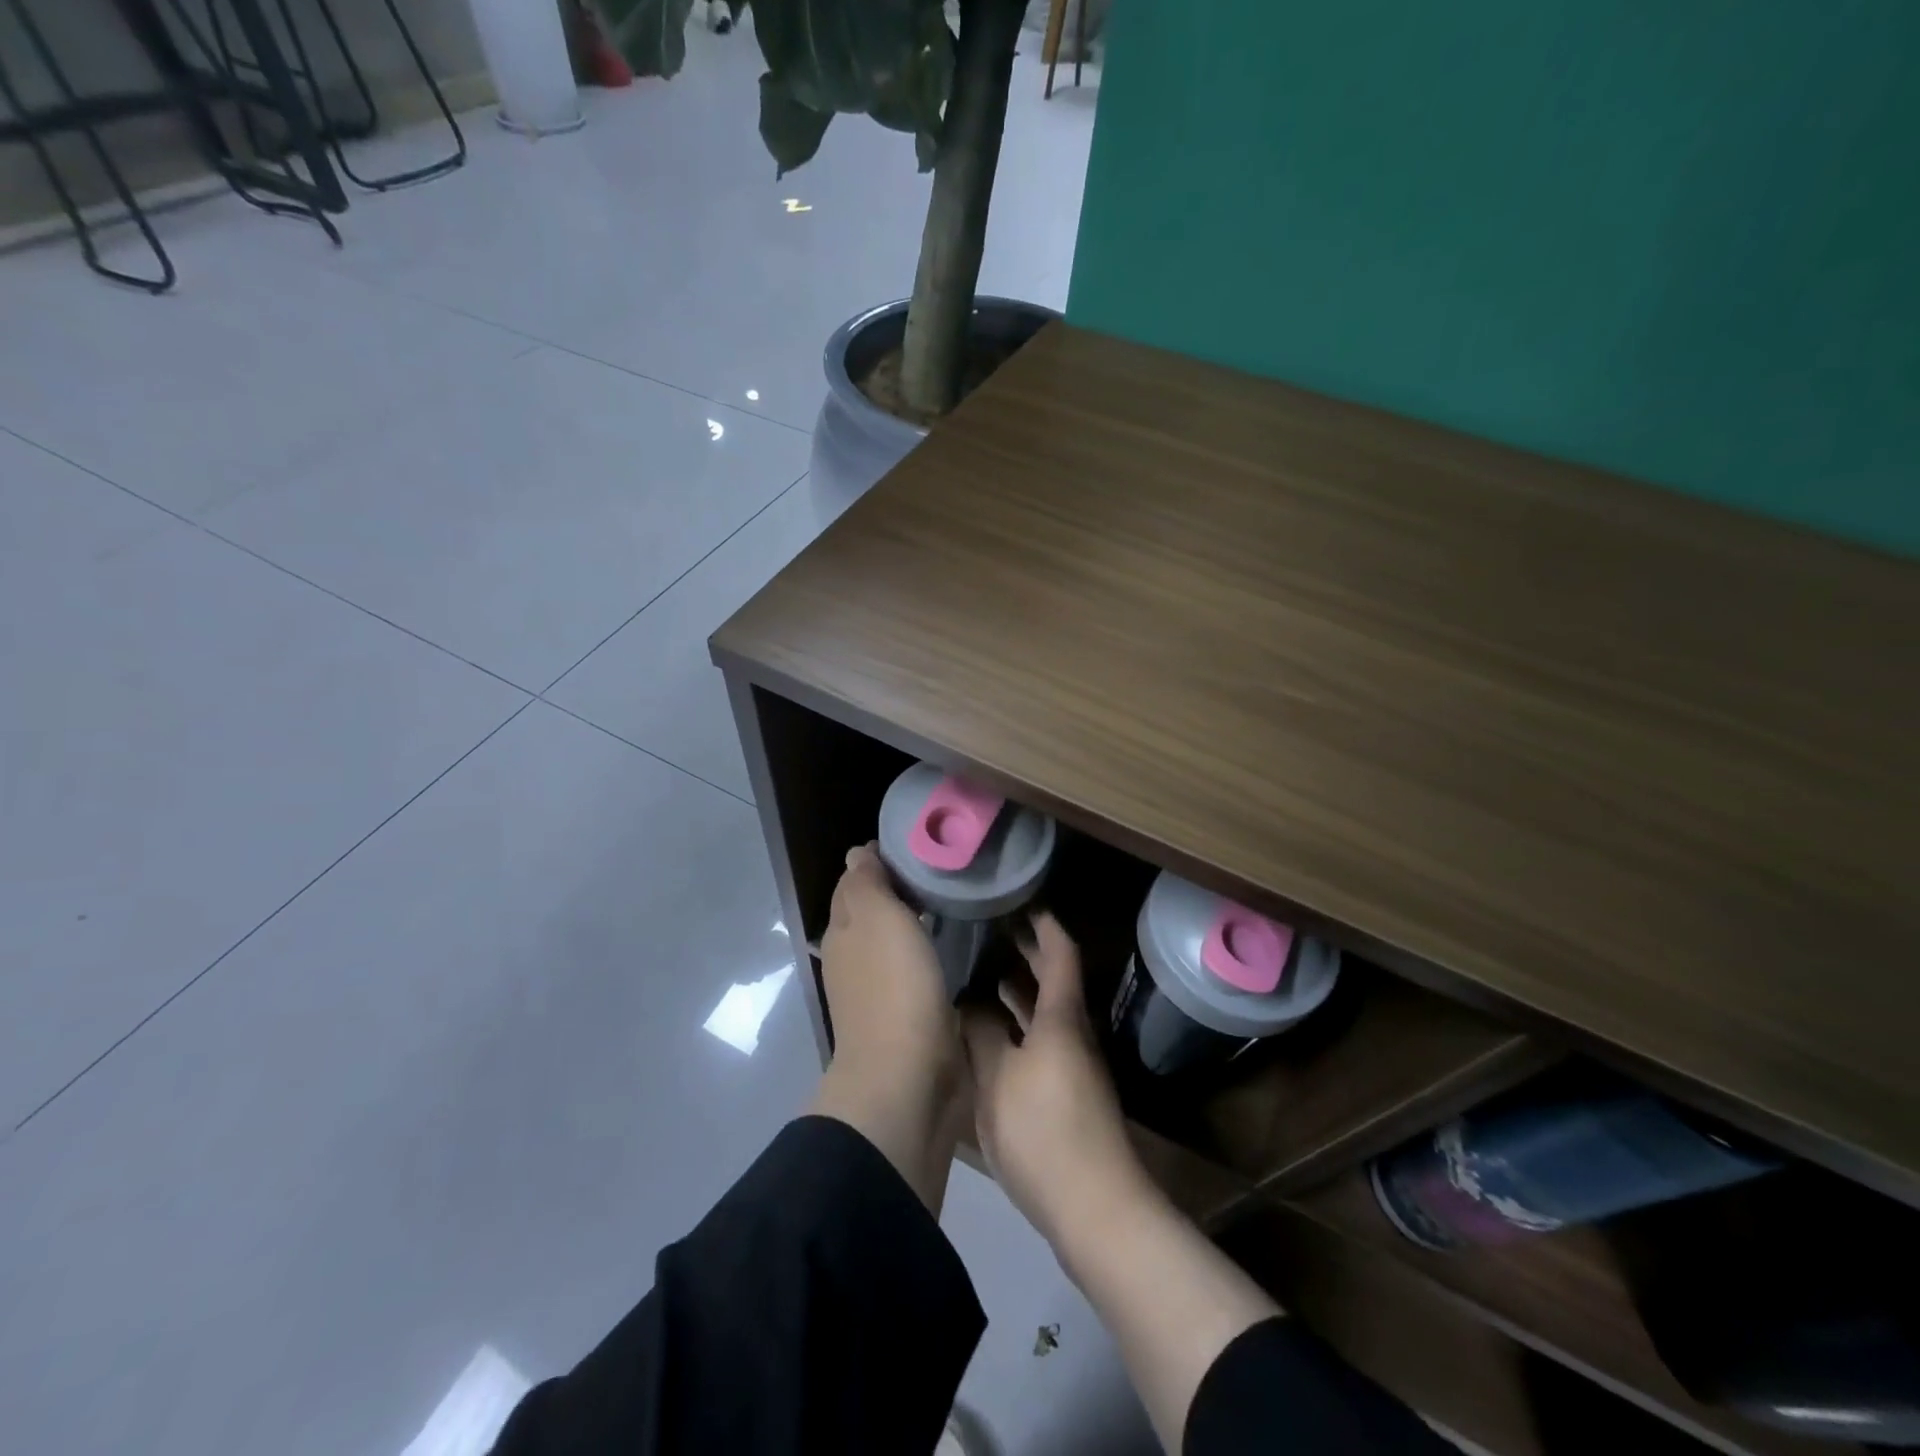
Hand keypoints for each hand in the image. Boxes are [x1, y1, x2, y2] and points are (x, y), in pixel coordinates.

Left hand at [816, 843, 965, 1136]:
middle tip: (941, 867)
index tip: (918, 843)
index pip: (855, 880)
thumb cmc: (894, 986)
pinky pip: (911, 967)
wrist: (907, 1077)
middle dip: (897, 886)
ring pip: (891, 938)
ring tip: (950, 898)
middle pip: (871, 909)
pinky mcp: (903, 1014)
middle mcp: (852, 955)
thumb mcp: (877, 918)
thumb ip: (866, 882)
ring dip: (911, 919)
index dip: (879, 859)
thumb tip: (857, 852)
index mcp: (843, 928)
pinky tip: (948, 944)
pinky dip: (924, 949)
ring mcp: (875, 988)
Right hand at [962, 914, 1150, 1249]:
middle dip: (1027, 952)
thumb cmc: (1044, 1132)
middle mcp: (1072, 1033)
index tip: (1018, 899)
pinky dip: (1018, 1024)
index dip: (1042, 922)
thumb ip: (981, 1035)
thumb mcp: (998, 1079)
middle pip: (1054, 980)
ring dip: (1019, 991)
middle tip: (992, 930)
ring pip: (1046, 1013)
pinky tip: (991, 1035)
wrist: (1095, 1209)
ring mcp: (1073, 1065)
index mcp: (1061, 1018)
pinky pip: (1041, 1040)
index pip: (1059, 952)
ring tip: (983, 974)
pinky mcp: (1067, 1095)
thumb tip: (968, 1002)